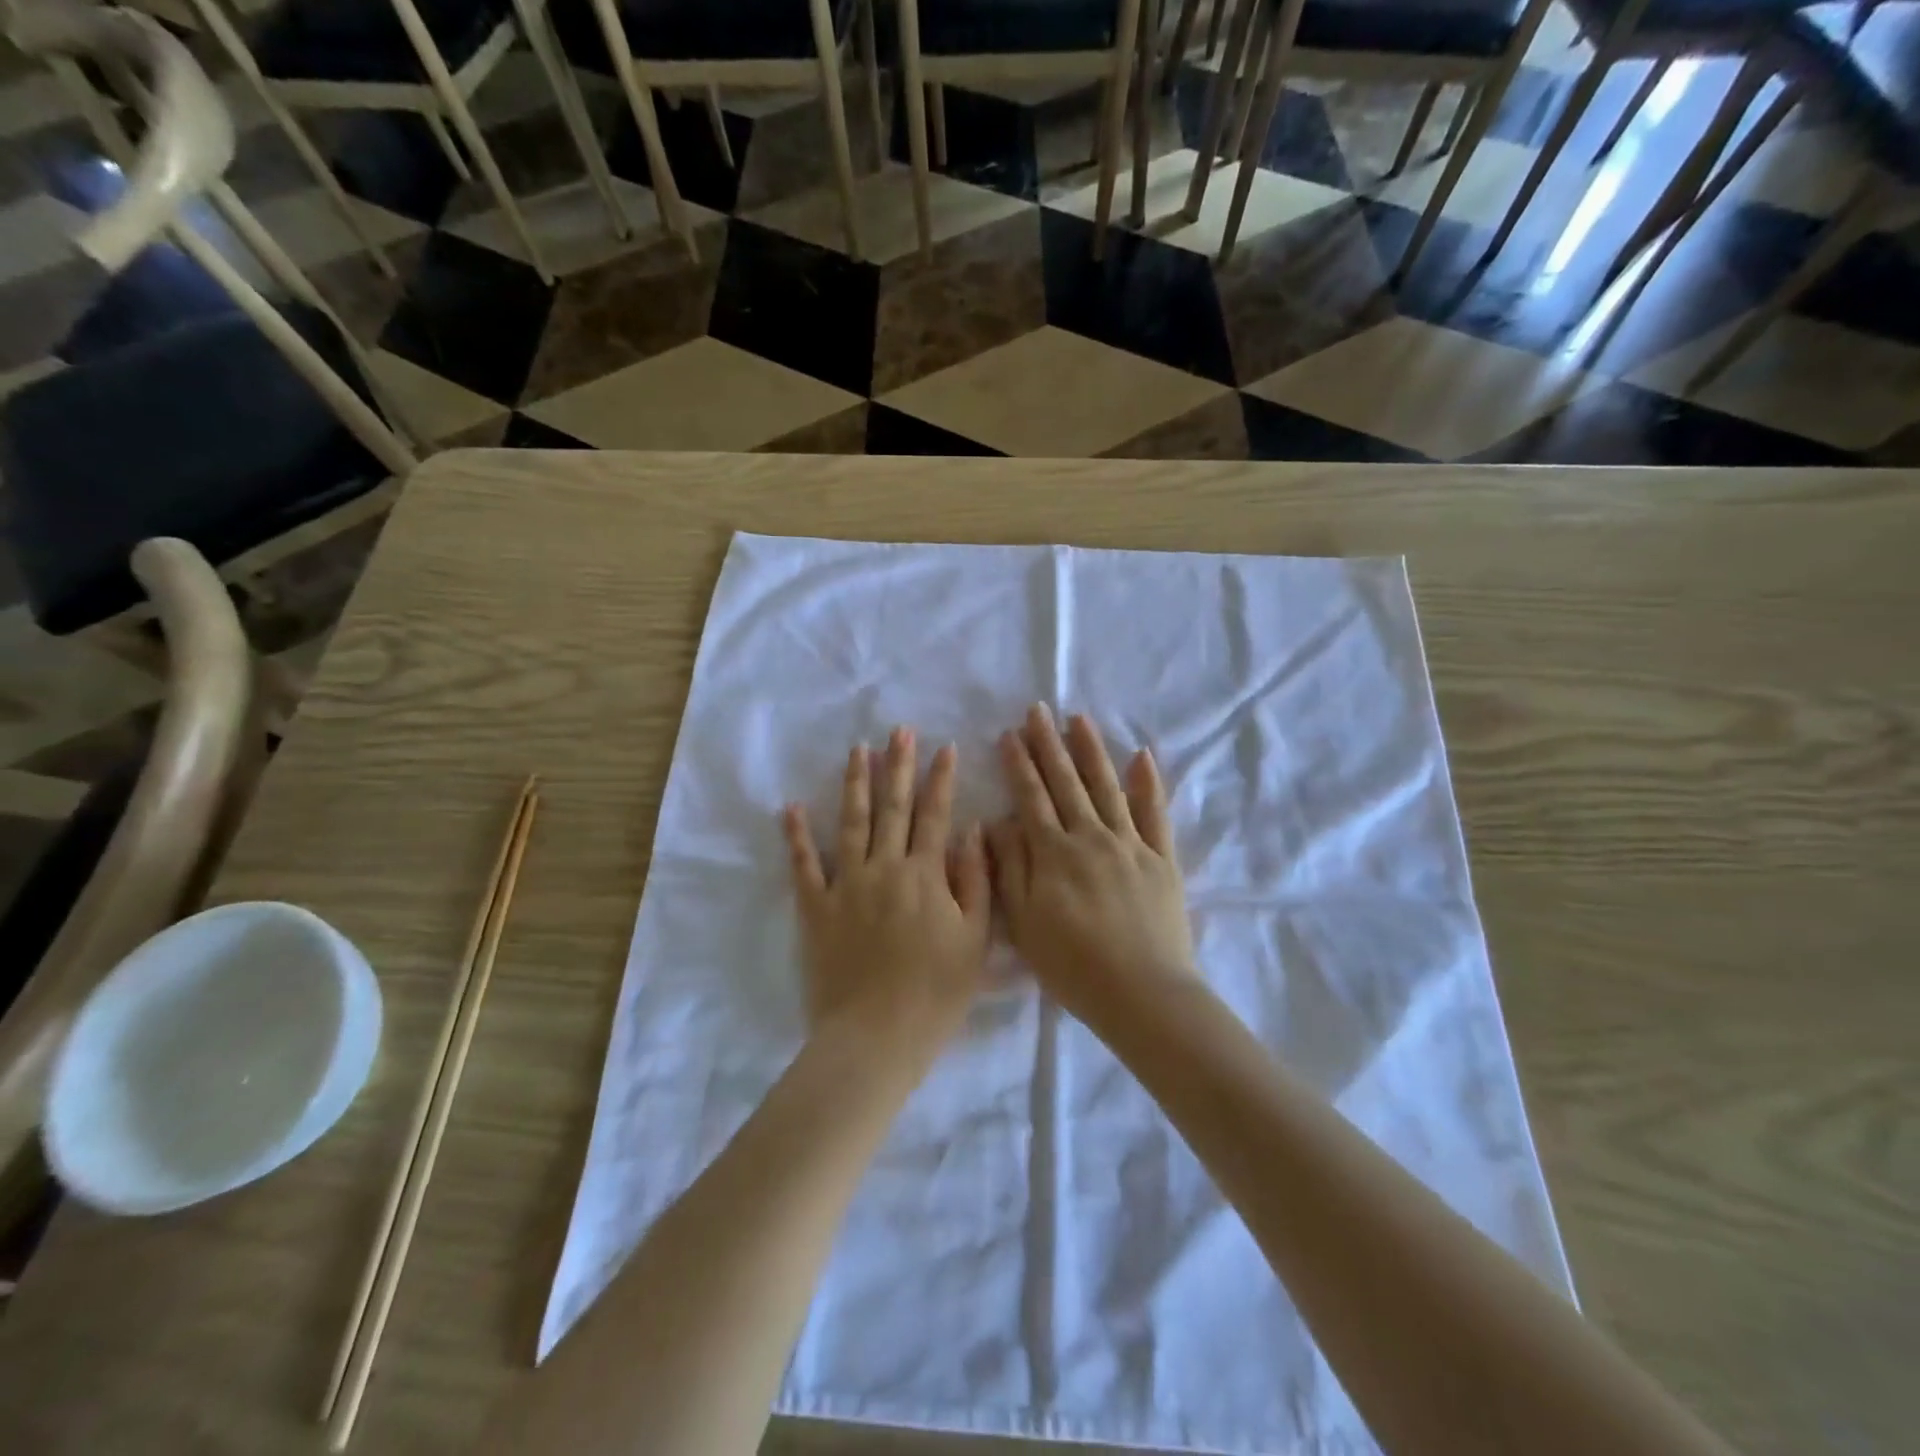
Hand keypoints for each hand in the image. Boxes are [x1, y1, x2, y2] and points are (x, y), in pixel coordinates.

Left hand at [784, 728, 990, 1051]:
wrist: (876, 1036)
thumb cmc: (935, 992)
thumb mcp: (975, 940)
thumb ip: (976, 881)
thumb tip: (972, 831)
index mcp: (925, 875)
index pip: (935, 815)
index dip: (941, 780)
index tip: (945, 747)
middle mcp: (884, 868)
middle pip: (892, 807)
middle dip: (898, 766)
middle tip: (899, 731)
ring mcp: (846, 885)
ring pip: (851, 823)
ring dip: (855, 784)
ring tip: (858, 750)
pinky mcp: (815, 907)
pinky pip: (804, 865)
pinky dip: (797, 836)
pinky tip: (791, 808)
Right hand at [987, 706, 1195, 1029]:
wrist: (1143, 993)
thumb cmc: (1073, 965)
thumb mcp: (1025, 923)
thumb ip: (1010, 868)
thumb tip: (998, 821)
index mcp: (1054, 853)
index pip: (1031, 797)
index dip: (1019, 764)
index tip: (1009, 733)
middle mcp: (1092, 837)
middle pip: (1067, 782)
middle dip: (1049, 744)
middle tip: (1038, 710)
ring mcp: (1131, 844)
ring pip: (1107, 787)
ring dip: (1092, 751)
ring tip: (1080, 719)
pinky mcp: (1162, 859)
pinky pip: (1155, 813)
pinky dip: (1148, 783)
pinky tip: (1142, 756)